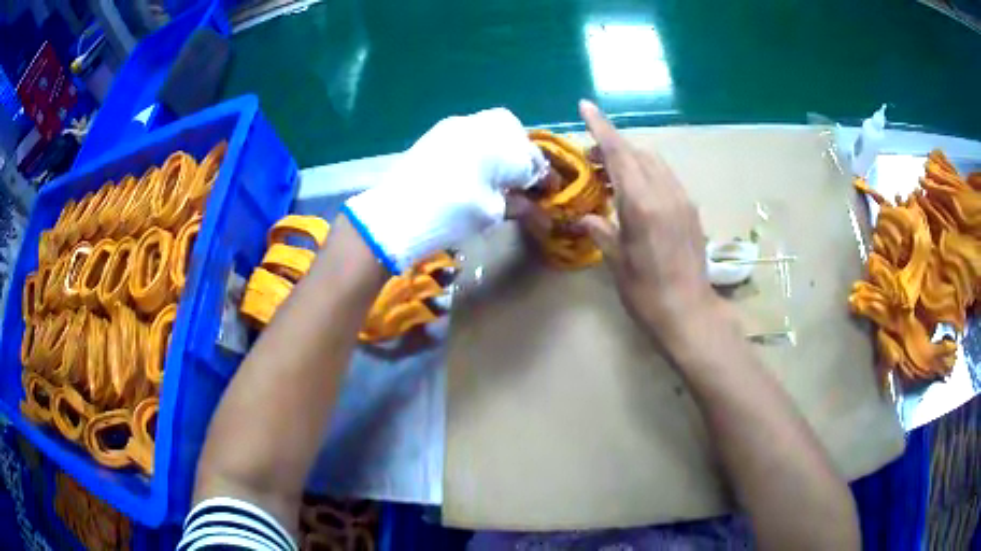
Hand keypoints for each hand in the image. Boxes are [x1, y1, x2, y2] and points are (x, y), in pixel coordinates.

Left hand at [344, 108, 547, 272]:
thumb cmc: (451, 214)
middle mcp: (479, 125)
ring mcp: (455, 126)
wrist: (395, 214)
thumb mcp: (490, 213)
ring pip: (491, 128)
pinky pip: (470, 133)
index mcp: (499, 143)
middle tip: (523, 181)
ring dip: (502, 148)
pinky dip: (482, 147)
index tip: (549, 193)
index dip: (543, 178)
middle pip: (514, 133)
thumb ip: (518, 204)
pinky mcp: (437, 133)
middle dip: (523, 155)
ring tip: (500, 175)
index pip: (532, 158)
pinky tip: (477, 168)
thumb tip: (538, 208)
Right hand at [575, 101, 715, 339]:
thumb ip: (601, 230)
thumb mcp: (616, 262)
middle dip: (614, 147)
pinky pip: (667, 179)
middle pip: (639, 153)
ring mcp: (682, 200)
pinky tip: (638, 195)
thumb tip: (587, 217)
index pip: (619, 153)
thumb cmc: (646, 292)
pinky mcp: (692, 210)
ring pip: (655, 163)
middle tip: (591, 161)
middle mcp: (665, 193)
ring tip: (612, 177)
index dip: (601, 128)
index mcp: (642, 203)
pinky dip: (648, 175)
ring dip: (633, 160)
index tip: (586, 106)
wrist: (689, 313)